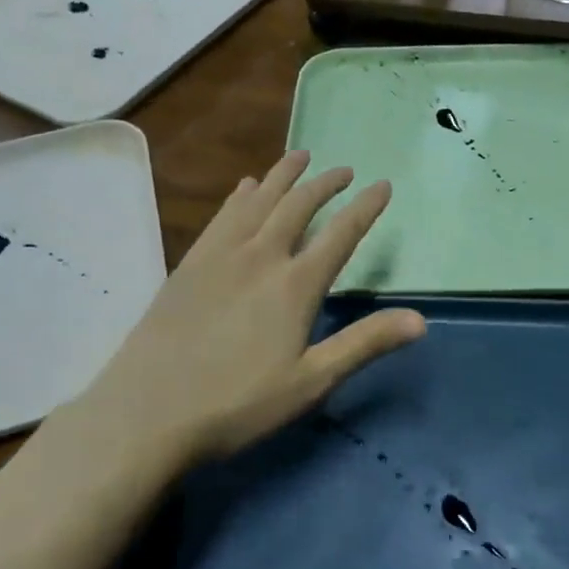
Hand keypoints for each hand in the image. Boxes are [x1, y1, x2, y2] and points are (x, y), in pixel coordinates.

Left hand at [77, 152, 425, 464]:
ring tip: (301, 157)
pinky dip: (240, 195)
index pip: (341, 234)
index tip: (383, 185)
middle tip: (344, 169)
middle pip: (299, 205)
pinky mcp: (190, 263)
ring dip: (283, 175)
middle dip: (325, 183)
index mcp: (296, 285)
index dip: (365, 207)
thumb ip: (364, 344)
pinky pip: (222, 215)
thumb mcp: (310, 381)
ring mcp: (220, 255)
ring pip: (259, 200)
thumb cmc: (238, 404)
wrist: (148, 411)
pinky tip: (245, 187)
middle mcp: (261, 256)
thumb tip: (420, 320)